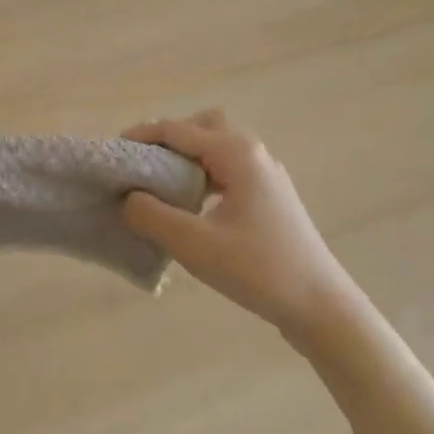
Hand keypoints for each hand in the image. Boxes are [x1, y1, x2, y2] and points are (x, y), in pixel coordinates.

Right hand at [120, 111, 363, 337]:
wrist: (321, 307)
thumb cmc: (257, 270)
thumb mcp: (194, 244)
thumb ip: (152, 215)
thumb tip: (127, 198)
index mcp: (236, 153)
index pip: (177, 130)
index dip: (140, 137)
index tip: (112, 153)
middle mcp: (253, 154)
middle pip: (202, 127)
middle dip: (168, 140)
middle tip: (141, 167)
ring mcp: (266, 176)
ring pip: (217, 150)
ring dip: (186, 159)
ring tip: (158, 188)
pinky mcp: (270, 199)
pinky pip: (227, 172)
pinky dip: (203, 177)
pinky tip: (190, 208)